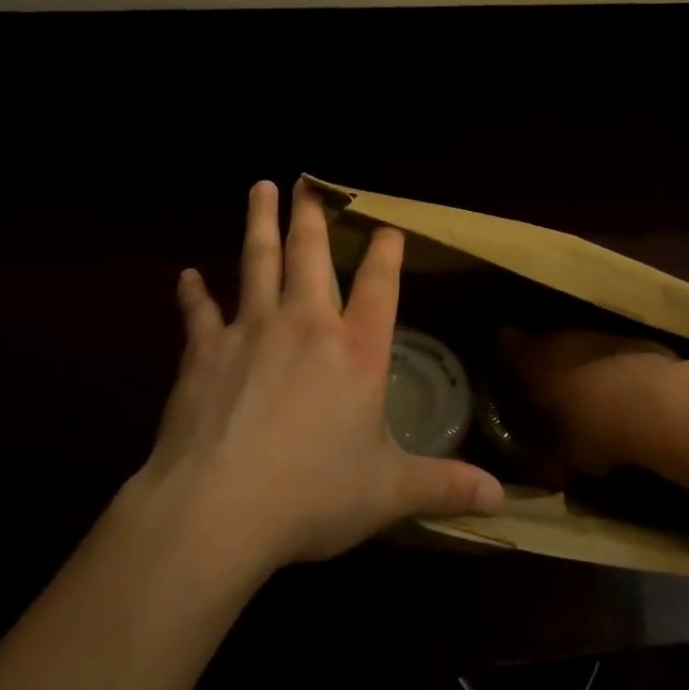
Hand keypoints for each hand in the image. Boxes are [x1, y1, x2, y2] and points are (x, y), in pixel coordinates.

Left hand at [125, 181, 503, 575]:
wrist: (218, 508)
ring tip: (261, 187)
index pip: (380, 286)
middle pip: (311, 255)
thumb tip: (502, 500)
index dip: (387, 253)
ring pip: (258, 261)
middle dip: (313, 216)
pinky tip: (186, 276)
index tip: (388, 226)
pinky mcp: (204, 350)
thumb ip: (444, 486)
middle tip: (307, 181)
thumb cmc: (312, 495)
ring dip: (260, 223)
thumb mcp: (388, 493)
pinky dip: (193, 293)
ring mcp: (252, 330)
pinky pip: (199, 312)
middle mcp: (307, 324)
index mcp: (356, 351)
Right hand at [499, 327, 679, 474]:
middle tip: (544, 387)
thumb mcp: (563, 456)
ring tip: (584, 392)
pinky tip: (618, 391)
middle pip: (542, 340)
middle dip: (542, 361)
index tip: (502, 367)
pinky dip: (607, 367)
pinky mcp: (629, 338)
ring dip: (577, 363)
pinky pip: (607, 351)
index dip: (502, 351)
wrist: (655, 404)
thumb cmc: (593, 428)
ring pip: (576, 344)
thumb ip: (546, 459)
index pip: (504, 341)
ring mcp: (595, 334)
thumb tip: (541, 469)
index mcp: (532, 360)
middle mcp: (559, 337)